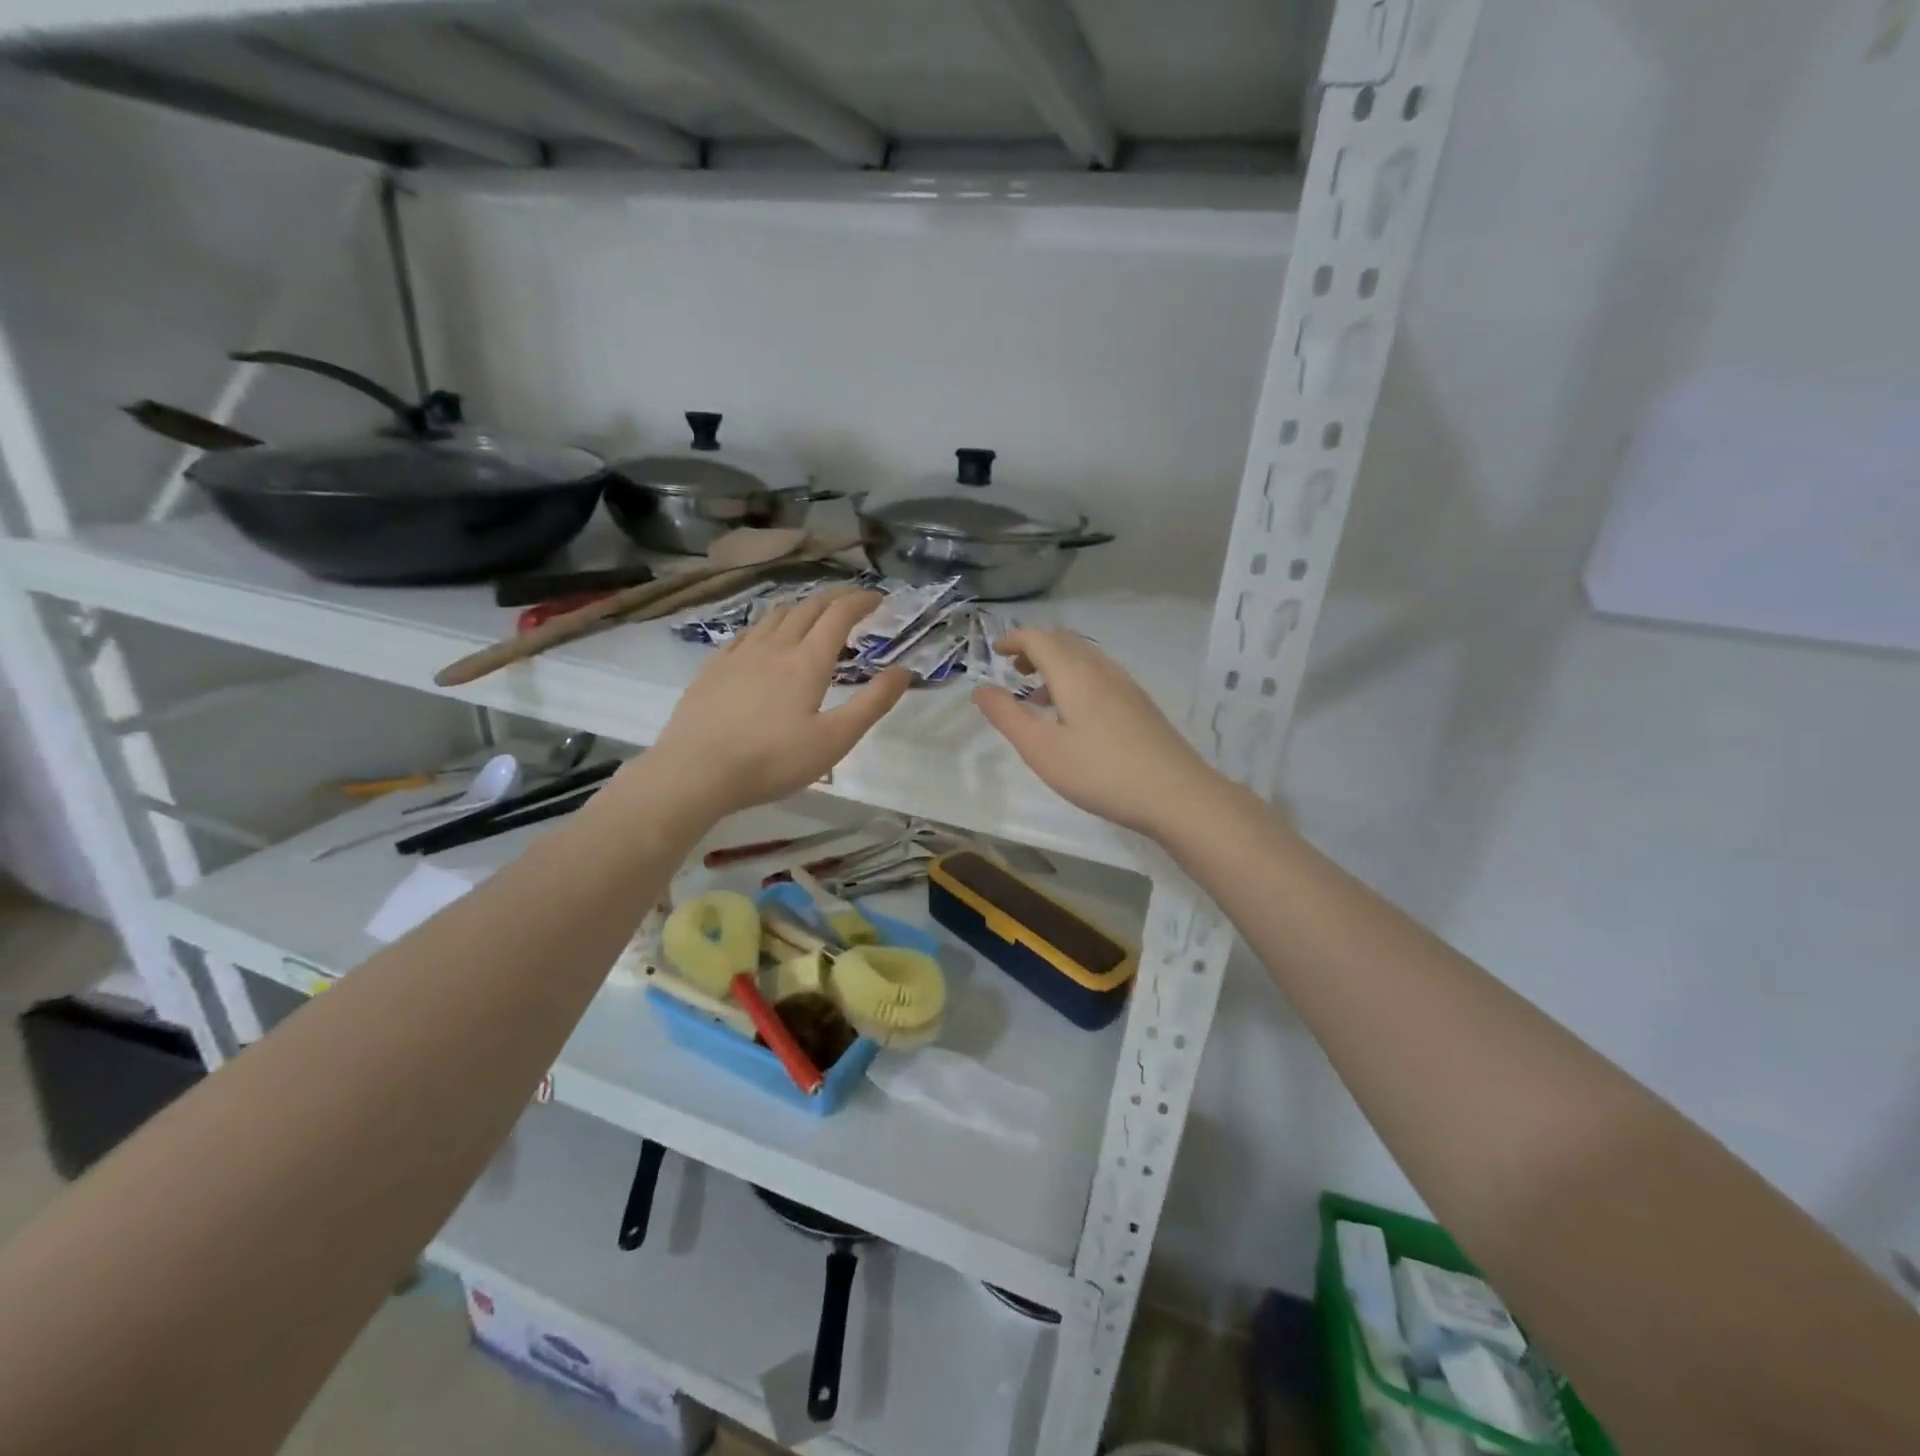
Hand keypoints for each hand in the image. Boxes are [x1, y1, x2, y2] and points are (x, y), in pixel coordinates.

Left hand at [643, 590, 909, 821]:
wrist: (695, 771)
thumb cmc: (772, 760)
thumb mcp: (834, 740)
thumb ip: (872, 703)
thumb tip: (904, 671)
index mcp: (807, 661)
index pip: (839, 615)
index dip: (861, 601)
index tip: (879, 598)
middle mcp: (775, 647)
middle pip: (808, 608)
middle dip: (834, 599)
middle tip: (852, 603)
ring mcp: (740, 654)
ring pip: (775, 615)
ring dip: (801, 607)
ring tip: (813, 614)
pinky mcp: (714, 667)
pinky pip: (747, 632)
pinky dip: (768, 624)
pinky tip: (765, 636)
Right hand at [972, 627, 1225, 840]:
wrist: (1176, 794)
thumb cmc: (1099, 771)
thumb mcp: (1041, 749)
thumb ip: (1007, 716)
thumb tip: (979, 689)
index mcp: (1074, 672)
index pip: (1039, 638)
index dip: (1013, 639)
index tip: (995, 653)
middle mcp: (1101, 668)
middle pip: (1063, 642)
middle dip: (1034, 649)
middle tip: (1013, 669)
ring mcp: (1125, 685)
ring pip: (1084, 659)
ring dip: (1056, 665)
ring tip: (1037, 694)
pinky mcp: (1139, 704)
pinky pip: (1099, 676)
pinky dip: (1075, 680)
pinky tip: (1073, 715)